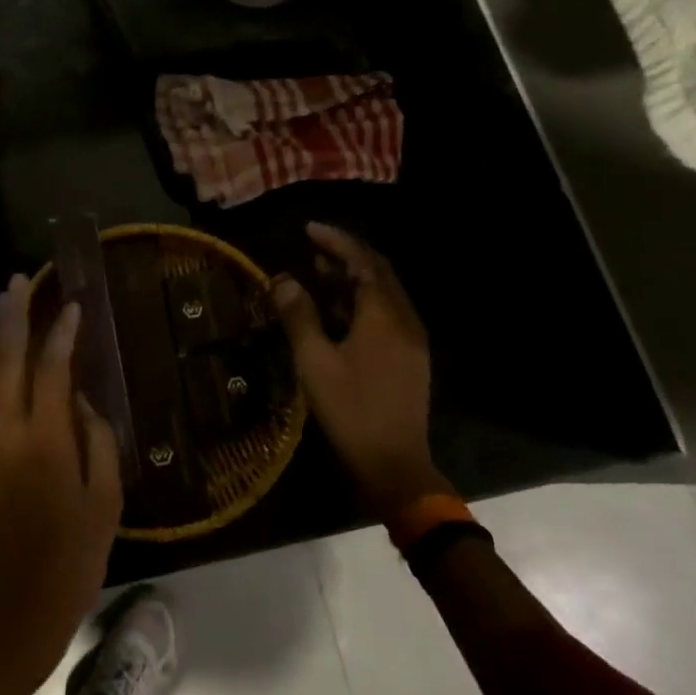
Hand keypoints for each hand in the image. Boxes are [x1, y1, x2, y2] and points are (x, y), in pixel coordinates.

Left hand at [0, 274, 122, 684]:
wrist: (17, 612)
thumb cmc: (75, 559)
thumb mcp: (106, 500)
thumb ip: (97, 440)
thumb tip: (83, 402)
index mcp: (45, 443)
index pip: (52, 371)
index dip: (62, 335)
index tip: (73, 305)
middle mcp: (10, 436)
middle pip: (6, 364)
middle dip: (11, 319)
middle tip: (18, 281)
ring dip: (1, 339)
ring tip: (9, 304)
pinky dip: (4, 370)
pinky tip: (16, 360)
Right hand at [271, 223, 449, 517]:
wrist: (394, 465)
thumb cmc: (350, 410)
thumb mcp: (315, 362)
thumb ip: (299, 316)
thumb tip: (284, 279)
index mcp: (384, 316)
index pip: (363, 262)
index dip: (336, 241)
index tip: (309, 228)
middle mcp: (404, 320)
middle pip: (378, 273)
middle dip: (346, 255)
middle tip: (312, 248)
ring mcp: (411, 340)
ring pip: (384, 294)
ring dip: (353, 278)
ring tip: (318, 273)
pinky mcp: (410, 357)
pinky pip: (386, 314)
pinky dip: (361, 301)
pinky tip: (337, 312)